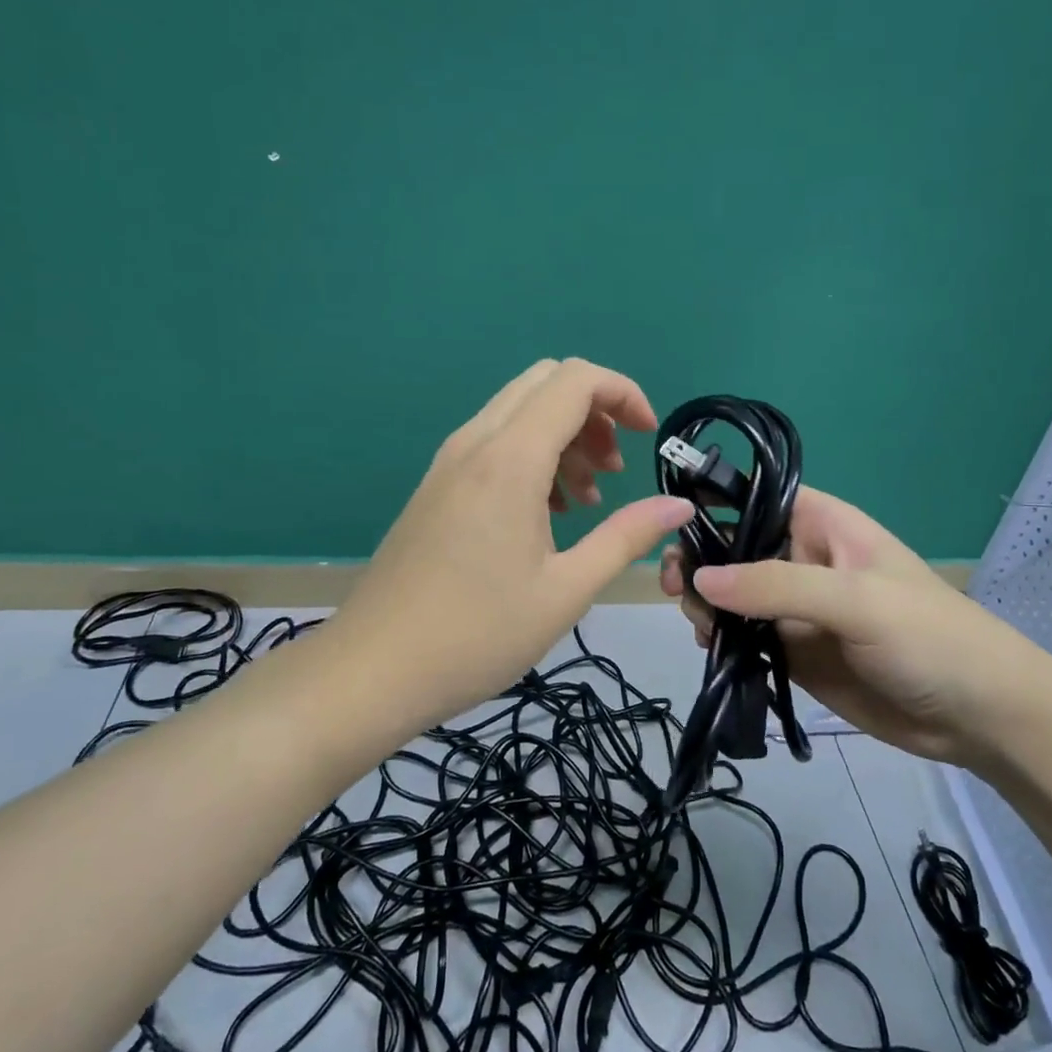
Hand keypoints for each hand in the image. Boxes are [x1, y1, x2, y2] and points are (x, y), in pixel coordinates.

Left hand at [322, 359, 693, 728]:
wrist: (372, 670)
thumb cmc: (477, 634)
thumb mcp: (566, 590)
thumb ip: (626, 537)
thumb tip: (679, 507)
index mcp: (510, 459)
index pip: (576, 380)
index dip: (624, 394)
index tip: (648, 439)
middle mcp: (476, 443)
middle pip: (546, 383)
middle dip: (595, 412)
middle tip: (615, 469)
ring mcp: (448, 462)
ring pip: (518, 410)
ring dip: (564, 436)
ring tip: (586, 501)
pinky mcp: (436, 485)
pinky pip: (494, 441)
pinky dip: (532, 455)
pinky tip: (545, 514)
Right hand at [660, 487, 1051, 770]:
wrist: (979, 716)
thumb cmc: (928, 637)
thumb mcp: (856, 600)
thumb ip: (777, 585)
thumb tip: (702, 578)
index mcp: (822, 525)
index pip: (755, 497)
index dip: (712, 503)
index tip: (670, 525)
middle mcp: (802, 560)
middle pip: (734, 548)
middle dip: (701, 561)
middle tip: (676, 588)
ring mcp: (796, 609)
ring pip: (732, 596)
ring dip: (706, 605)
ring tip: (697, 626)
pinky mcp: (794, 652)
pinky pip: (745, 638)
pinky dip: (721, 641)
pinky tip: (709, 650)